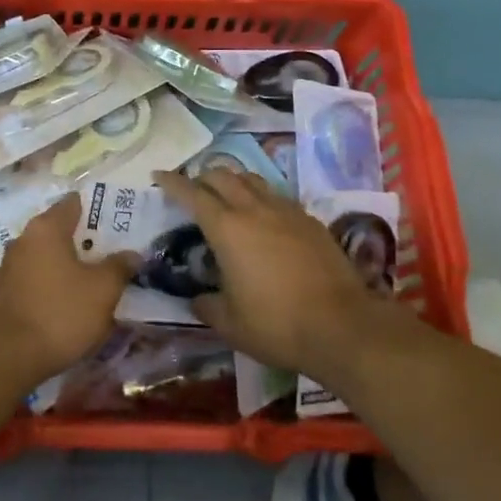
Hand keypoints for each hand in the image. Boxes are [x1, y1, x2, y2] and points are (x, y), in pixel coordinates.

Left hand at [0, 196, 137, 388]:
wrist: (6, 357)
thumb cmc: (59, 313)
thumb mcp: (102, 291)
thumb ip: (119, 267)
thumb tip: (132, 254)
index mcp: (47, 227)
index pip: (75, 203)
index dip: (98, 209)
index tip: (119, 221)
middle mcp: (25, 238)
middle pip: (61, 230)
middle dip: (86, 240)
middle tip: (113, 252)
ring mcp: (11, 266)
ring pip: (48, 256)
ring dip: (69, 265)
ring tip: (95, 279)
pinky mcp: (5, 292)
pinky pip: (37, 278)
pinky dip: (54, 284)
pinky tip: (69, 302)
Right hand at [153, 169, 416, 380]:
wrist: (341, 325)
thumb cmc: (276, 324)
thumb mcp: (230, 324)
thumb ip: (207, 306)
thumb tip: (197, 298)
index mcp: (226, 228)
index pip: (192, 193)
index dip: (172, 182)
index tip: (159, 175)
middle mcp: (253, 209)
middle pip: (222, 175)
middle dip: (203, 176)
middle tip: (194, 188)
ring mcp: (285, 210)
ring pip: (252, 179)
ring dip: (234, 181)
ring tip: (228, 195)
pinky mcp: (309, 220)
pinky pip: (278, 196)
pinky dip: (262, 198)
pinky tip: (265, 218)